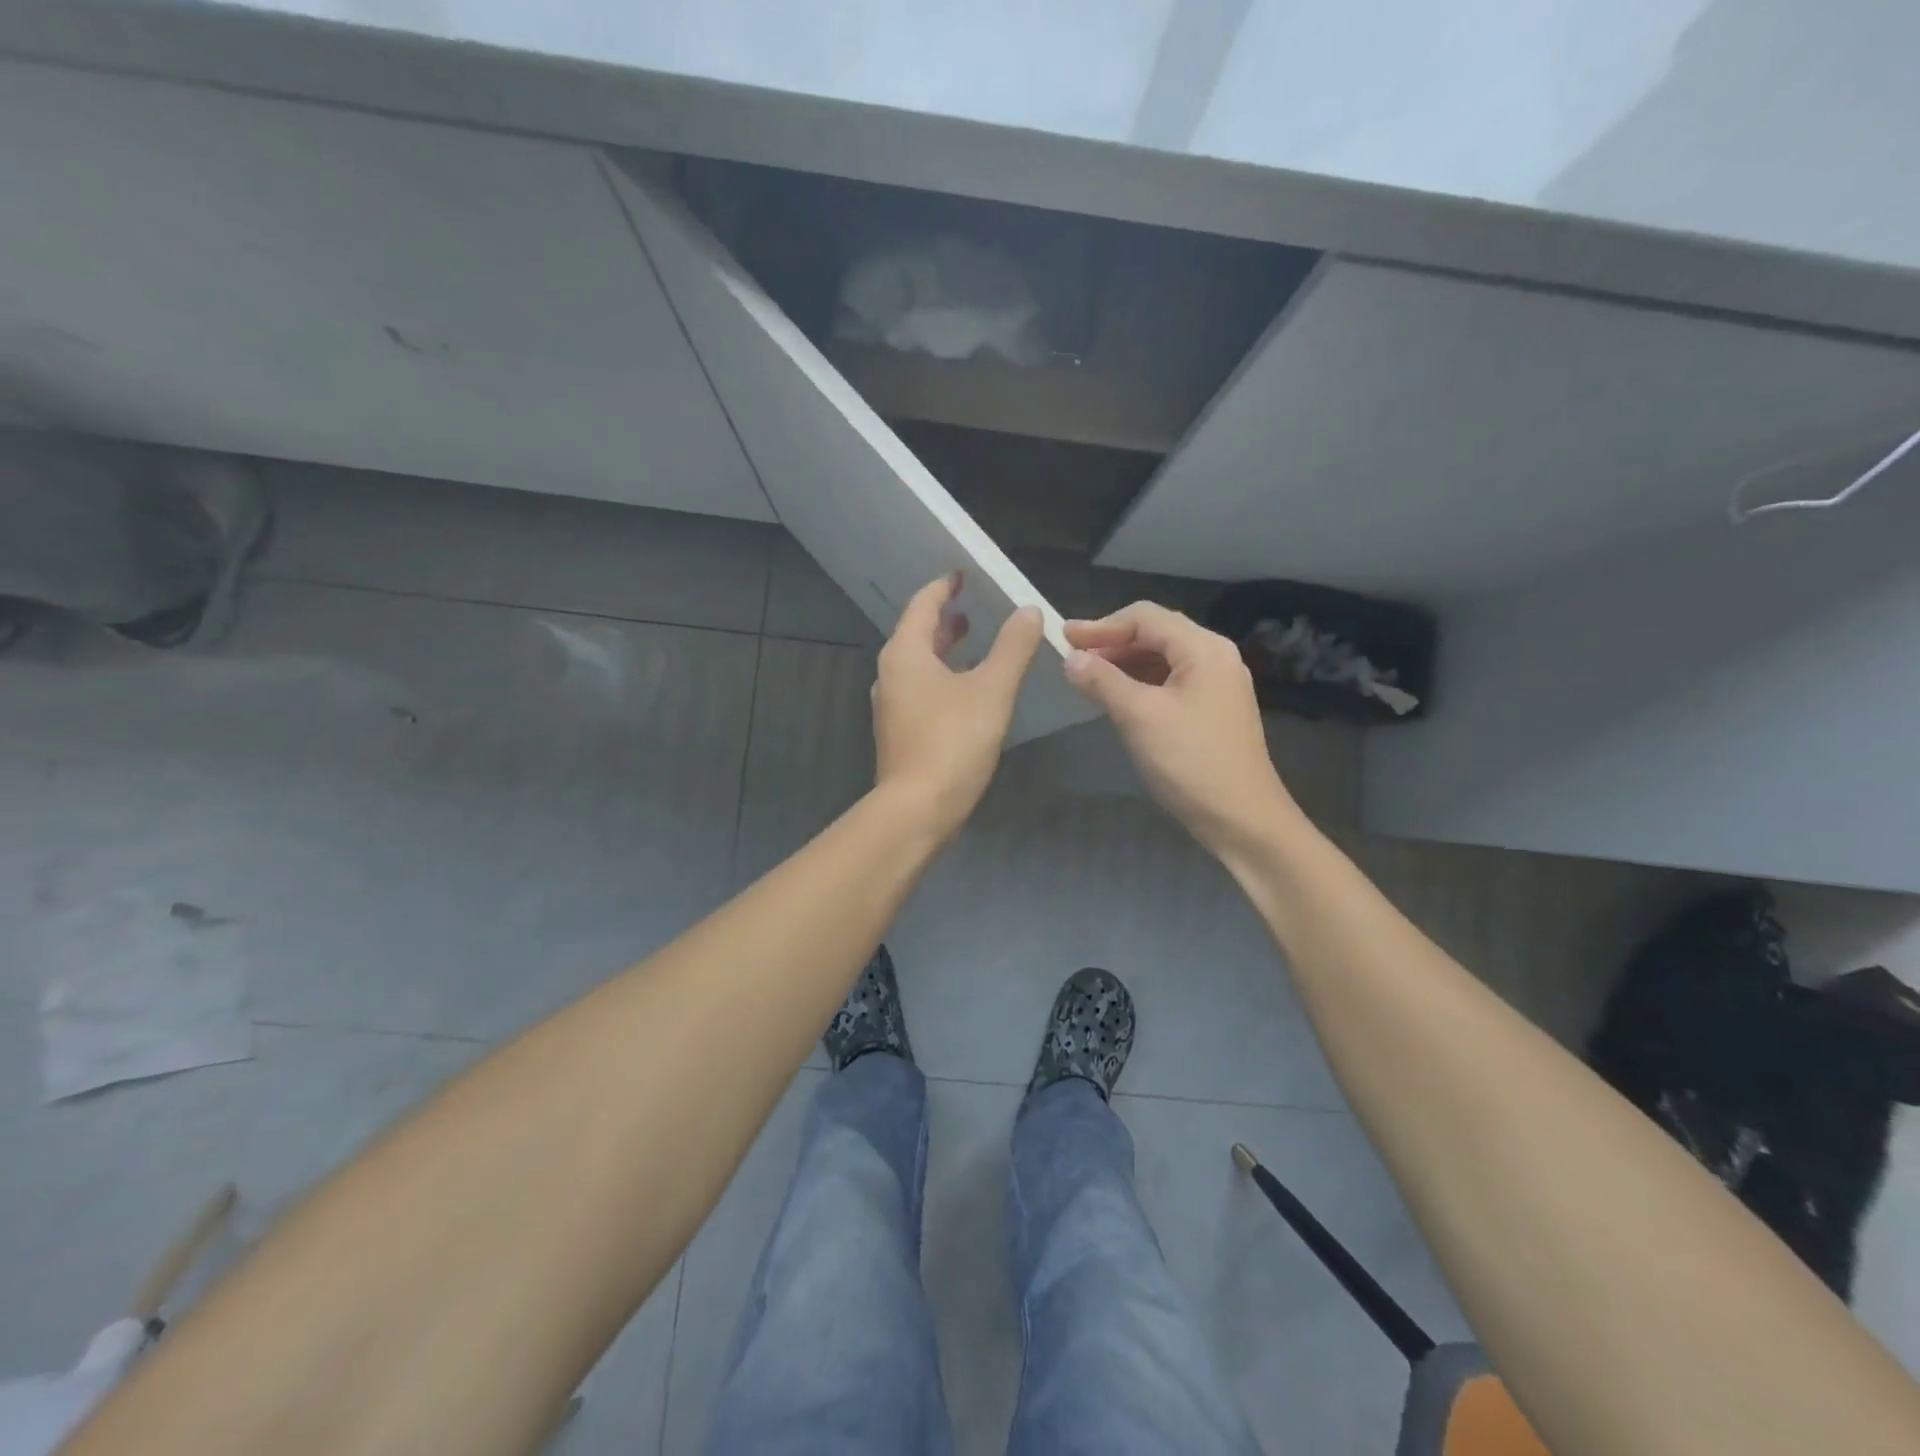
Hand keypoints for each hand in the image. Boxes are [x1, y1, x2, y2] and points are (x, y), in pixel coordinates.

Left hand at [872, 573, 1042, 839]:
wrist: (917, 809)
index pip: (922, 605)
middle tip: (971, 610)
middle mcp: (890, 674)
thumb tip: (1029, 611)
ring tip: (972, 643)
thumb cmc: (953, 742)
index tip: (962, 575)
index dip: (944, 587)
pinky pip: (920, 690)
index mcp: (905, 654)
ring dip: (943, 650)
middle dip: (944, 620)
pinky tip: (965, 690)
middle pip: (916, 634)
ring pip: (917, 664)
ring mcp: (891, 706)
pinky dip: (941, 677)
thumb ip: (1012, 647)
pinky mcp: (899, 732)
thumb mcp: (992, 689)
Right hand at [1063, 603, 1300, 859]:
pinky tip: (1117, 697)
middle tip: (1071, 658)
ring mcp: (1217, 684)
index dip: (1101, 625)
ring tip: (1088, 677)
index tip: (1064, 640)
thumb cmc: (1190, 761)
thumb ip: (1103, 681)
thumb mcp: (1139, 716)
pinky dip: (1140, 682)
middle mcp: (1215, 657)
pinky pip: (1170, 682)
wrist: (1241, 818)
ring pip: (1162, 659)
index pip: (1145, 617)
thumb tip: (1070, 659)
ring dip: (1124, 663)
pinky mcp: (1213, 709)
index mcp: (1204, 648)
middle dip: (1112, 642)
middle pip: (1156, 633)